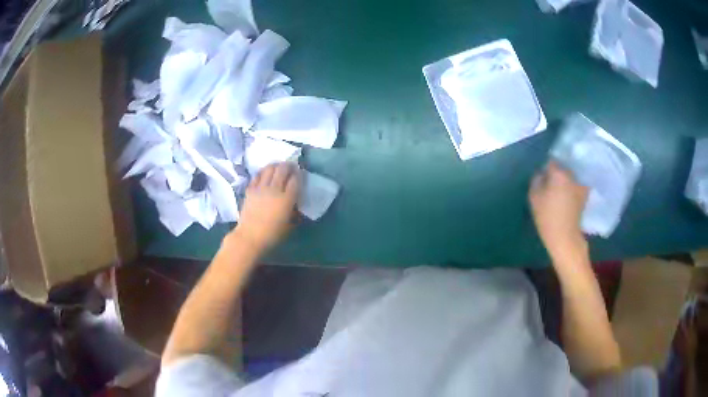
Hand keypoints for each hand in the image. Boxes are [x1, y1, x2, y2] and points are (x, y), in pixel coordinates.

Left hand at [233, 162, 300, 250]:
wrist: (250, 237)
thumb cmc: (272, 235)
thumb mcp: (289, 225)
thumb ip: (294, 212)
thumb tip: (296, 204)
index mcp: (287, 199)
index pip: (295, 180)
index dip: (299, 174)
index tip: (300, 174)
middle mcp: (274, 190)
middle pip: (283, 169)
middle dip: (289, 165)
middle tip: (291, 167)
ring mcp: (261, 188)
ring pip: (269, 168)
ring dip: (276, 165)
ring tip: (278, 167)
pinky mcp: (250, 189)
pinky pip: (258, 175)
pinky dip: (263, 172)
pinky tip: (265, 174)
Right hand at [529, 161, 588, 260]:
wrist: (565, 237)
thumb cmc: (547, 216)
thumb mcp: (534, 197)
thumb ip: (536, 180)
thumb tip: (541, 173)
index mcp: (559, 173)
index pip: (550, 162)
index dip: (545, 168)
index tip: (541, 176)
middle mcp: (572, 175)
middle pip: (562, 168)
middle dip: (556, 173)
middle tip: (549, 184)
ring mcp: (580, 186)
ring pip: (570, 178)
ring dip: (565, 181)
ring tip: (558, 191)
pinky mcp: (584, 196)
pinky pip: (575, 187)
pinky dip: (571, 189)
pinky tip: (566, 199)